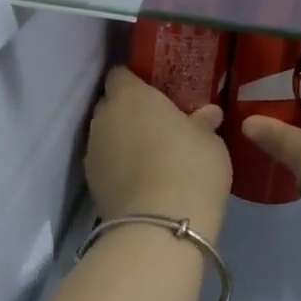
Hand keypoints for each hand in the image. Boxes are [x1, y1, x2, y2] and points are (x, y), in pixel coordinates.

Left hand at [86, 67, 231, 239]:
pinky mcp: (90, 184)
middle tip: (157, 126)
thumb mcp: (210, 143)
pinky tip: (140, 181)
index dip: (136, 81)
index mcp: (130, 96)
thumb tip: (208, 113)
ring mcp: (92, 152)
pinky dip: (118, 168)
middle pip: (110, 105)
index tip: (155, 93)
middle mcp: (104, 118)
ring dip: (122, 141)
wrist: (159, 226)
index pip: (121, 74)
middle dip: (129, 112)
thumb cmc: (190, 169)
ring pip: (106, 136)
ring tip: (150, 158)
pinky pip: (105, 164)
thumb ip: (204, 123)